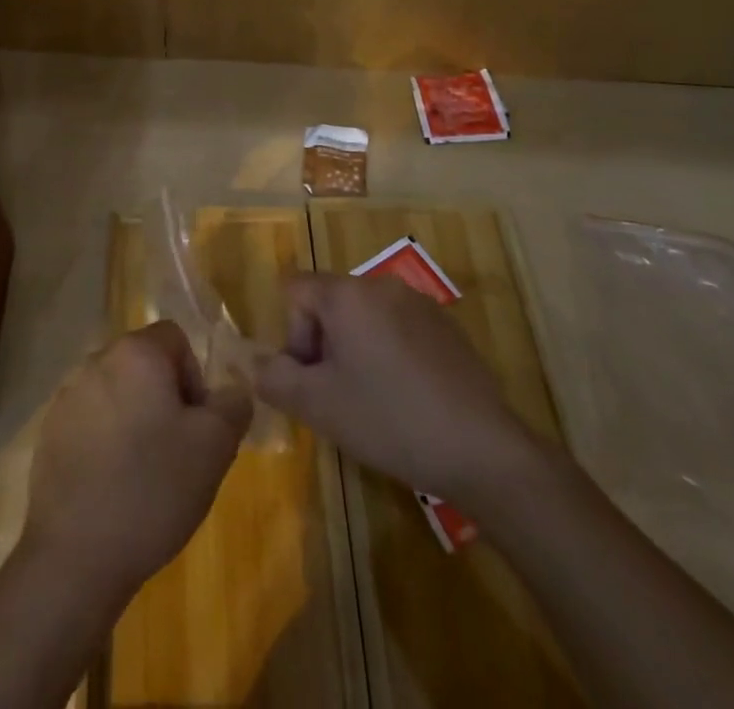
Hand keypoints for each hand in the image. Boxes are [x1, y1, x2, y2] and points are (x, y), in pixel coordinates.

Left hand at [22, 320, 251, 603]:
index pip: (174, 338)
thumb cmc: (152, 489)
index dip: (194, 377)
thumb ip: (232, 406)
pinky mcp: (48, 432)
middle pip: (143, 365)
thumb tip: (232, 390)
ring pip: (116, 394)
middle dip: (164, 399)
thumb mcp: (214, 448)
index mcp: (136, 353)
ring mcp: (66, 397)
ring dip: (134, 419)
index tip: (196, 424)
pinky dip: (105, 442)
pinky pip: (89, 422)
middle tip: (176, 451)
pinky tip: (111, 488)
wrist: (75, 556)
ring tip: (143, 474)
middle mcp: (96, 361)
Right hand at [253, 272, 540, 500]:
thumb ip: (274, 378)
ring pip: (365, 317)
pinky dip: (389, 355)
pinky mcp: (447, 327)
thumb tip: (251, 362)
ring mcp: (419, 303)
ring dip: (356, 351)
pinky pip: (398, 329)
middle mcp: (381, 285)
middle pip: (330, 303)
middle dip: (324, 345)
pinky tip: (407, 400)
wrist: (481, 448)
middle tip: (338, 396)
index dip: (292, 335)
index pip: (296, 291)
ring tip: (373, 401)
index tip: (311, 378)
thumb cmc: (388, 419)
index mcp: (347, 294)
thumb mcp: (318, 406)